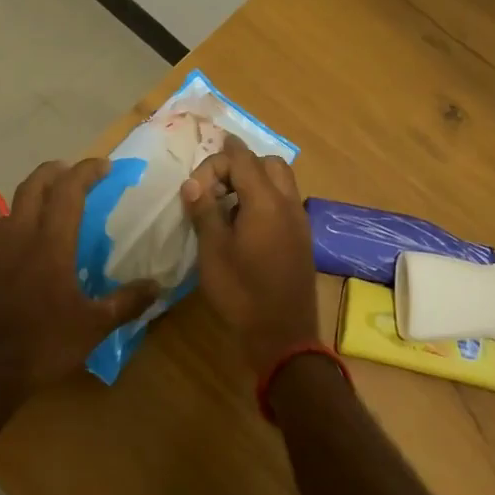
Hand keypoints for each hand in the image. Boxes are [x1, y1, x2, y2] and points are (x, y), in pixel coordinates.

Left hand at [0, 158, 158, 399]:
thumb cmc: (45, 344)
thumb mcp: (95, 326)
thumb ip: (127, 302)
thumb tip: (157, 286)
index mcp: (51, 242)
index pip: (69, 190)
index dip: (87, 171)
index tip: (104, 166)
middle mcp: (17, 238)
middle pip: (31, 188)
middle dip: (52, 173)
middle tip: (68, 172)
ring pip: (3, 218)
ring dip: (22, 210)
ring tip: (36, 218)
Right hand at [181, 135, 319, 374]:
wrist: (283, 335)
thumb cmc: (242, 293)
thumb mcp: (213, 251)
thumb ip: (204, 211)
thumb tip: (192, 183)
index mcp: (266, 200)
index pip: (241, 158)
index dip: (215, 161)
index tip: (194, 188)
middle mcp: (288, 202)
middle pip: (267, 163)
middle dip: (239, 165)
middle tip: (214, 189)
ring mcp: (299, 219)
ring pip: (280, 180)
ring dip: (254, 181)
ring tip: (228, 206)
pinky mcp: (302, 237)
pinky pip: (285, 201)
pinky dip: (266, 199)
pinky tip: (245, 226)